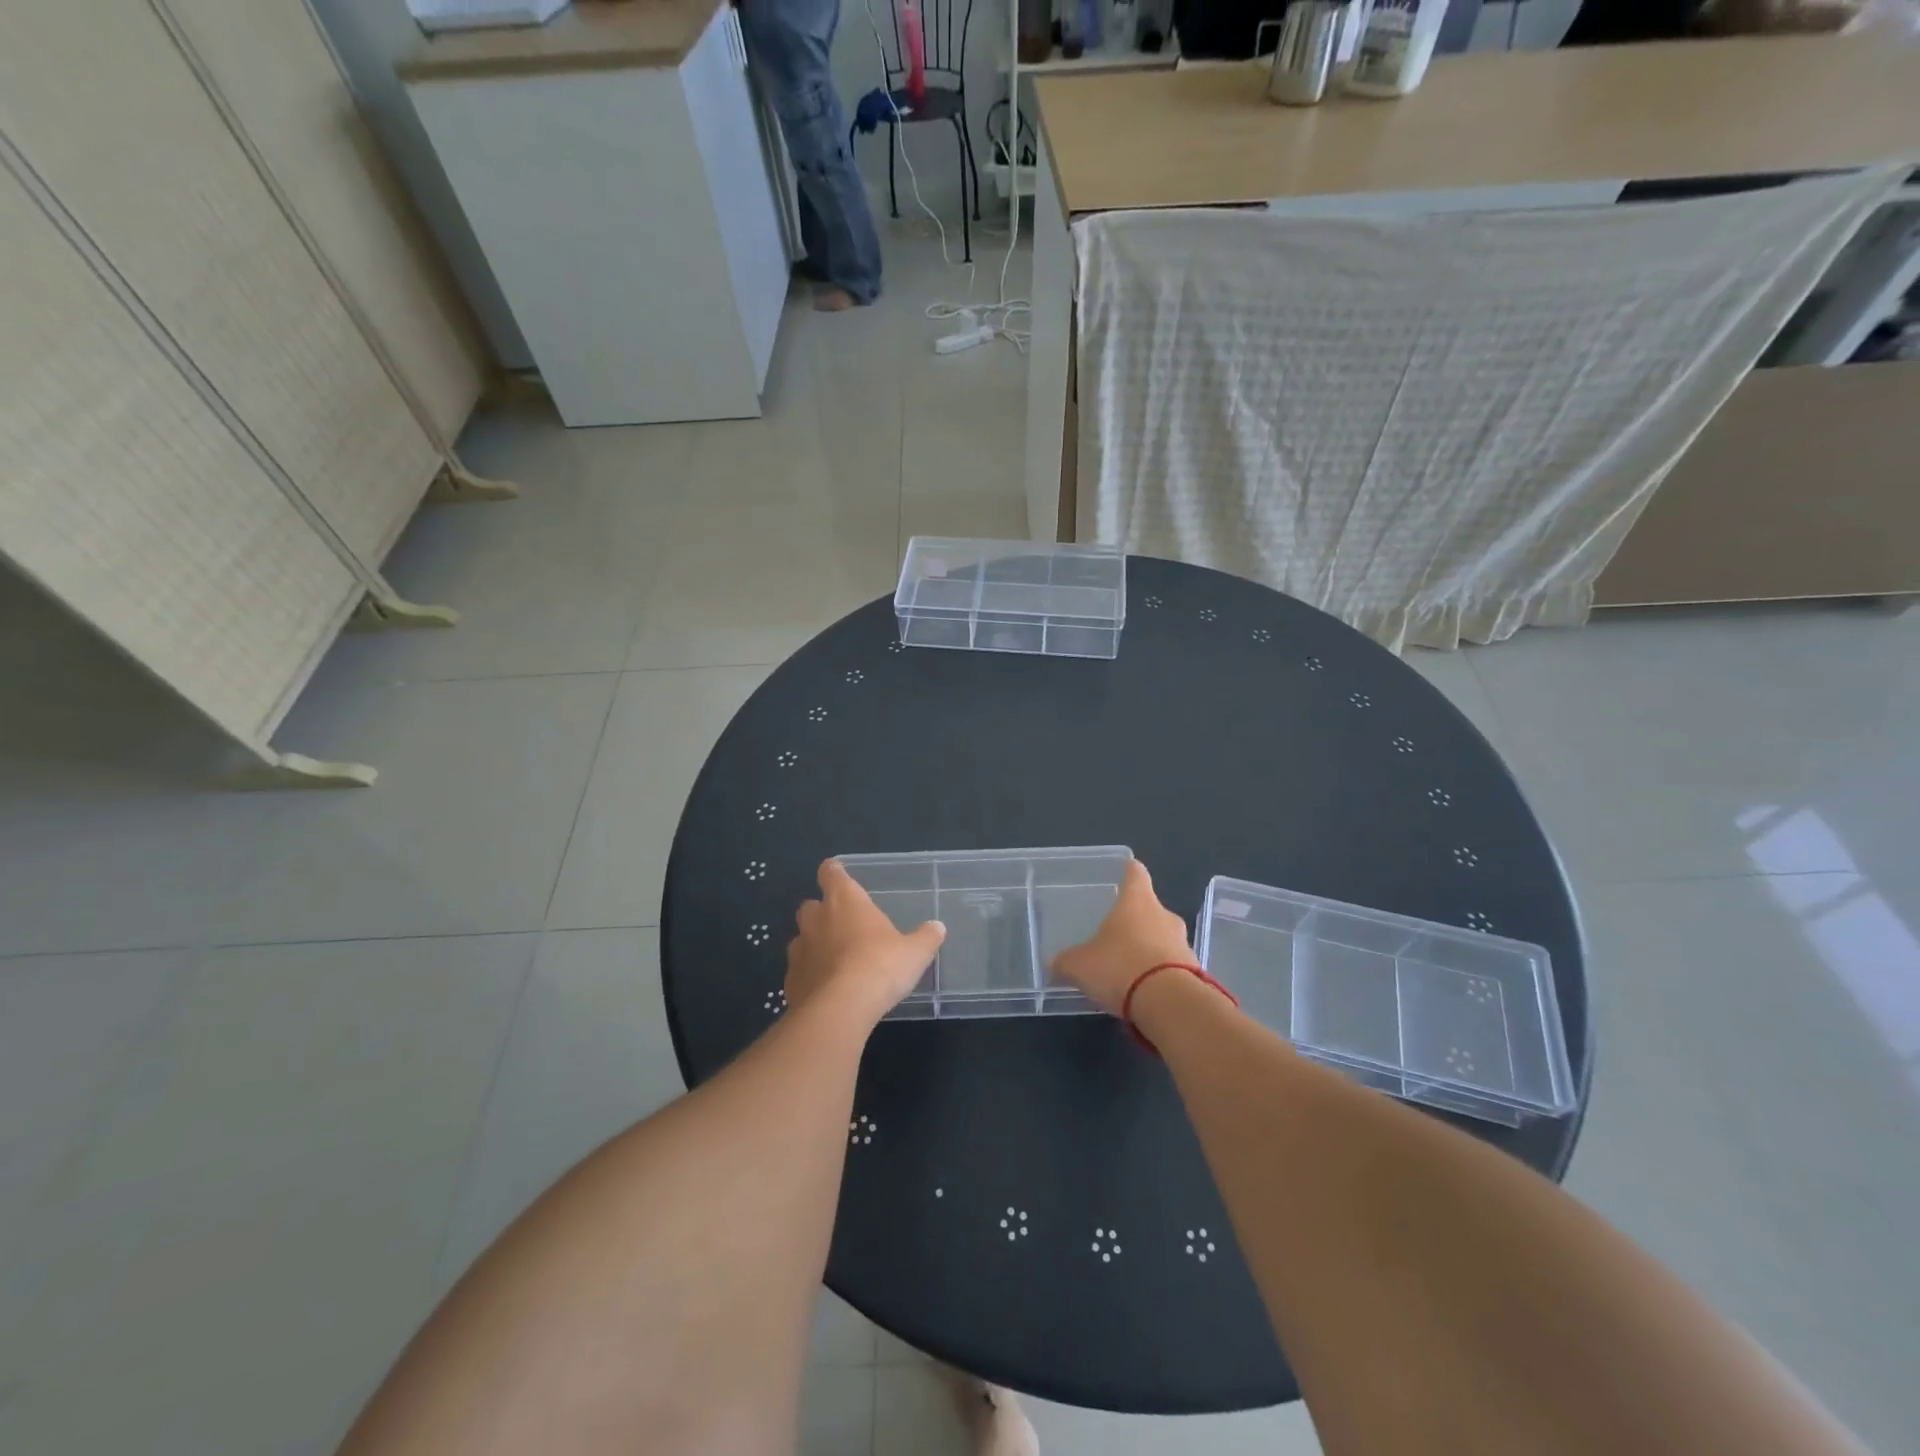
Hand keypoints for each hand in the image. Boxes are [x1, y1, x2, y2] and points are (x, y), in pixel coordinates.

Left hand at [786, 860, 945, 1024]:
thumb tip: (937, 927)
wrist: (841, 1009)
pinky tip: (825, 990)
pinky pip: (799, 971)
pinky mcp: (790, 981)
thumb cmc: (880, 966)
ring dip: (814, 945)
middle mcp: (816, 919)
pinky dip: (809, 976)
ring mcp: (798, 950)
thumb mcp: (915, 952)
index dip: (834, 872)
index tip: (837, 874)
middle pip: (810, 905)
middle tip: (842, 925)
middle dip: (822, 913)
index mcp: (844, 900)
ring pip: (801, 939)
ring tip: (834, 961)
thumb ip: (926, 937)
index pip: (831, 873)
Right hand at [1050, 860, 1195, 1015]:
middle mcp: (1164, 916)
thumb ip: (1066, 962)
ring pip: (1164, 938)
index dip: (1129, 870)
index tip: (1125, 869)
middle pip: (1150, 908)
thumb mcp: (1080, 966)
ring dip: (1150, 948)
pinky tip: (1145, 991)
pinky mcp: (1195, 972)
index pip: (1136, 874)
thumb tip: (1054, 963)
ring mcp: (1183, 943)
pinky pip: (1174, 966)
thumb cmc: (1121, 967)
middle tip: (1117, 931)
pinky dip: (1161, 974)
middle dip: (1136, 919)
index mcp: (1137, 902)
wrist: (1171, 1004)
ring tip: (1129, 967)